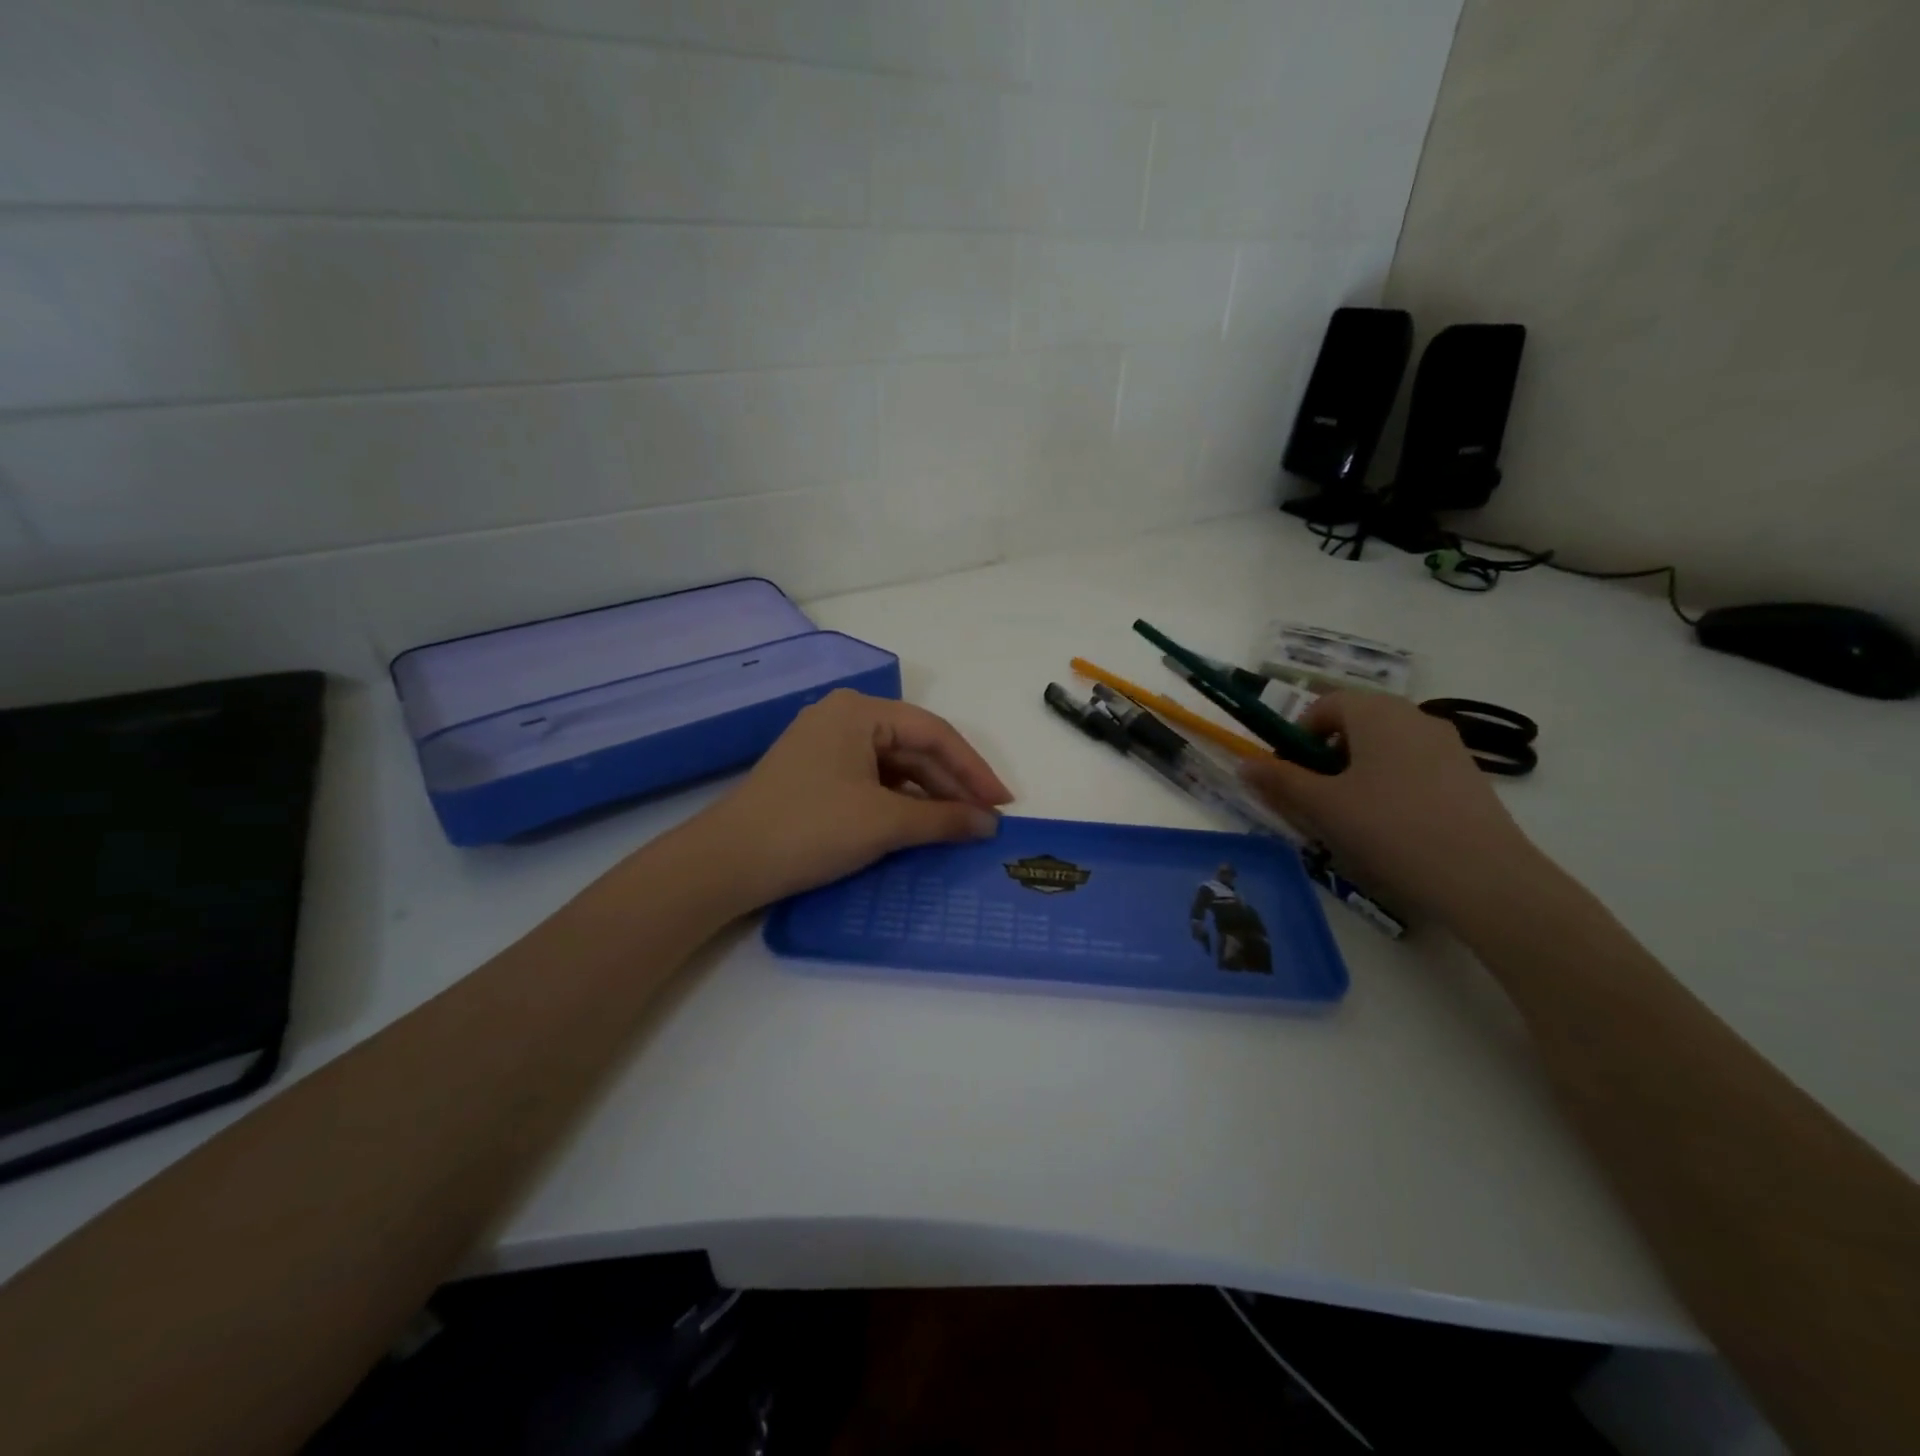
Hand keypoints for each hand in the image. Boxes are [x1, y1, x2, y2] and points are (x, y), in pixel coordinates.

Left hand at [679, 689, 1011, 911]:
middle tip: (986, 819)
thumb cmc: (810, 829)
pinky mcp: (815, 774)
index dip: (974, 769)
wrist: (726, 863)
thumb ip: (943, 820)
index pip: (933, 733)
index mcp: (859, 711)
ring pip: (893, 765)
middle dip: (952, 784)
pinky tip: (920, 825)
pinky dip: (899, 802)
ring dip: (928, 795)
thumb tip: (989, 824)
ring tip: (961, 825)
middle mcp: (843, 717)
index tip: (1003, 804)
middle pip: (913, 747)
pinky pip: (871, 780)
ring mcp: (825, 745)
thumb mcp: (884, 823)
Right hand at [1240, 692, 1543, 923]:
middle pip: (1355, 724)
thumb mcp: (1322, 806)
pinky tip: (1390, 830)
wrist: (1484, 879)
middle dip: (1326, 757)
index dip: (1298, 736)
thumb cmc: (1390, 829)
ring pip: (1384, 749)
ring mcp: (1447, 747)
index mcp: (1377, 713)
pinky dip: (1390, 788)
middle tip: (1315, 799)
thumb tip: (1244, 763)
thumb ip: (1279, 780)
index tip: (1290, 774)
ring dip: (1356, 774)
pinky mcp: (1467, 778)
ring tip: (1351, 819)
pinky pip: (1412, 769)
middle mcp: (1415, 717)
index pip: (1325, 705)